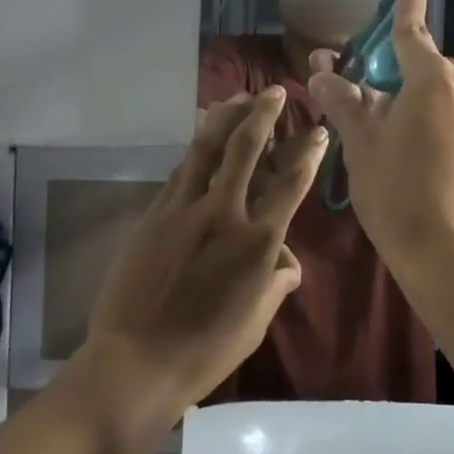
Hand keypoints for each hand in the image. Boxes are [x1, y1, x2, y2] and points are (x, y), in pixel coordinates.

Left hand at [84, 89, 323, 415]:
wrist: (135, 362)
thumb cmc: (205, 350)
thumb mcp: (255, 321)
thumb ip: (276, 283)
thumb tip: (286, 262)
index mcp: (257, 241)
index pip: (290, 183)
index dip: (308, 153)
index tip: (318, 131)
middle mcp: (223, 213)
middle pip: (245, 148)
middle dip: (263, 114)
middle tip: (275, 92)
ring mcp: (183, 209)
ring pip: (206, 148)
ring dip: (224, 118)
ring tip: (236, 97)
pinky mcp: (154, 214)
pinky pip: (180, 171)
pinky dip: (196, 150)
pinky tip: (201, 140)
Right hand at [306, 0, 453, 290]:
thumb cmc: (401, 199)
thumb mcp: (362, 148)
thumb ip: (344, 102)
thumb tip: (321, 71)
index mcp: (436, 82)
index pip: (414, 33)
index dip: (408, 5)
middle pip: (426, 74)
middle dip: (398, 84)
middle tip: (367, 113)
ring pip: (445, 104)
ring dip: (420, 112)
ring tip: (394, 154)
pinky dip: (442, 135)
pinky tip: (426, 174)